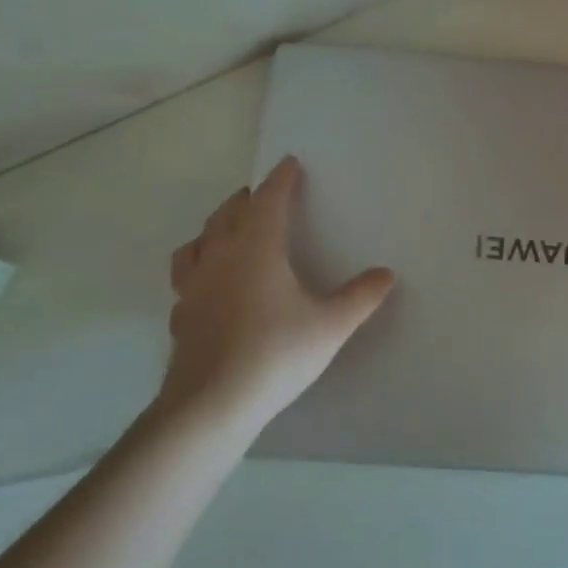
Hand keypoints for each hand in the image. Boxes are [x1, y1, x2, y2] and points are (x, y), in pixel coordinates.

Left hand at [159, 156, 394, 430]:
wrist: (212, 404)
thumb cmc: (276, 354)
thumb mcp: (331, 326)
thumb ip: (360, 297)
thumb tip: (386, 274)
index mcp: (257, 249)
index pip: (269, 201)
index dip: (281, 179)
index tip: (289, 163)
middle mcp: (220, 258)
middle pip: (228, 214)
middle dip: (247, 199)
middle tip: (261, 194)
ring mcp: (194, 287)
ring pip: (198, 241)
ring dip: (215, 227)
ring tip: (227, 230)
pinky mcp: (181, 315)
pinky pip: (186, 277)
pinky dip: (198, 267)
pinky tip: (208, 285)